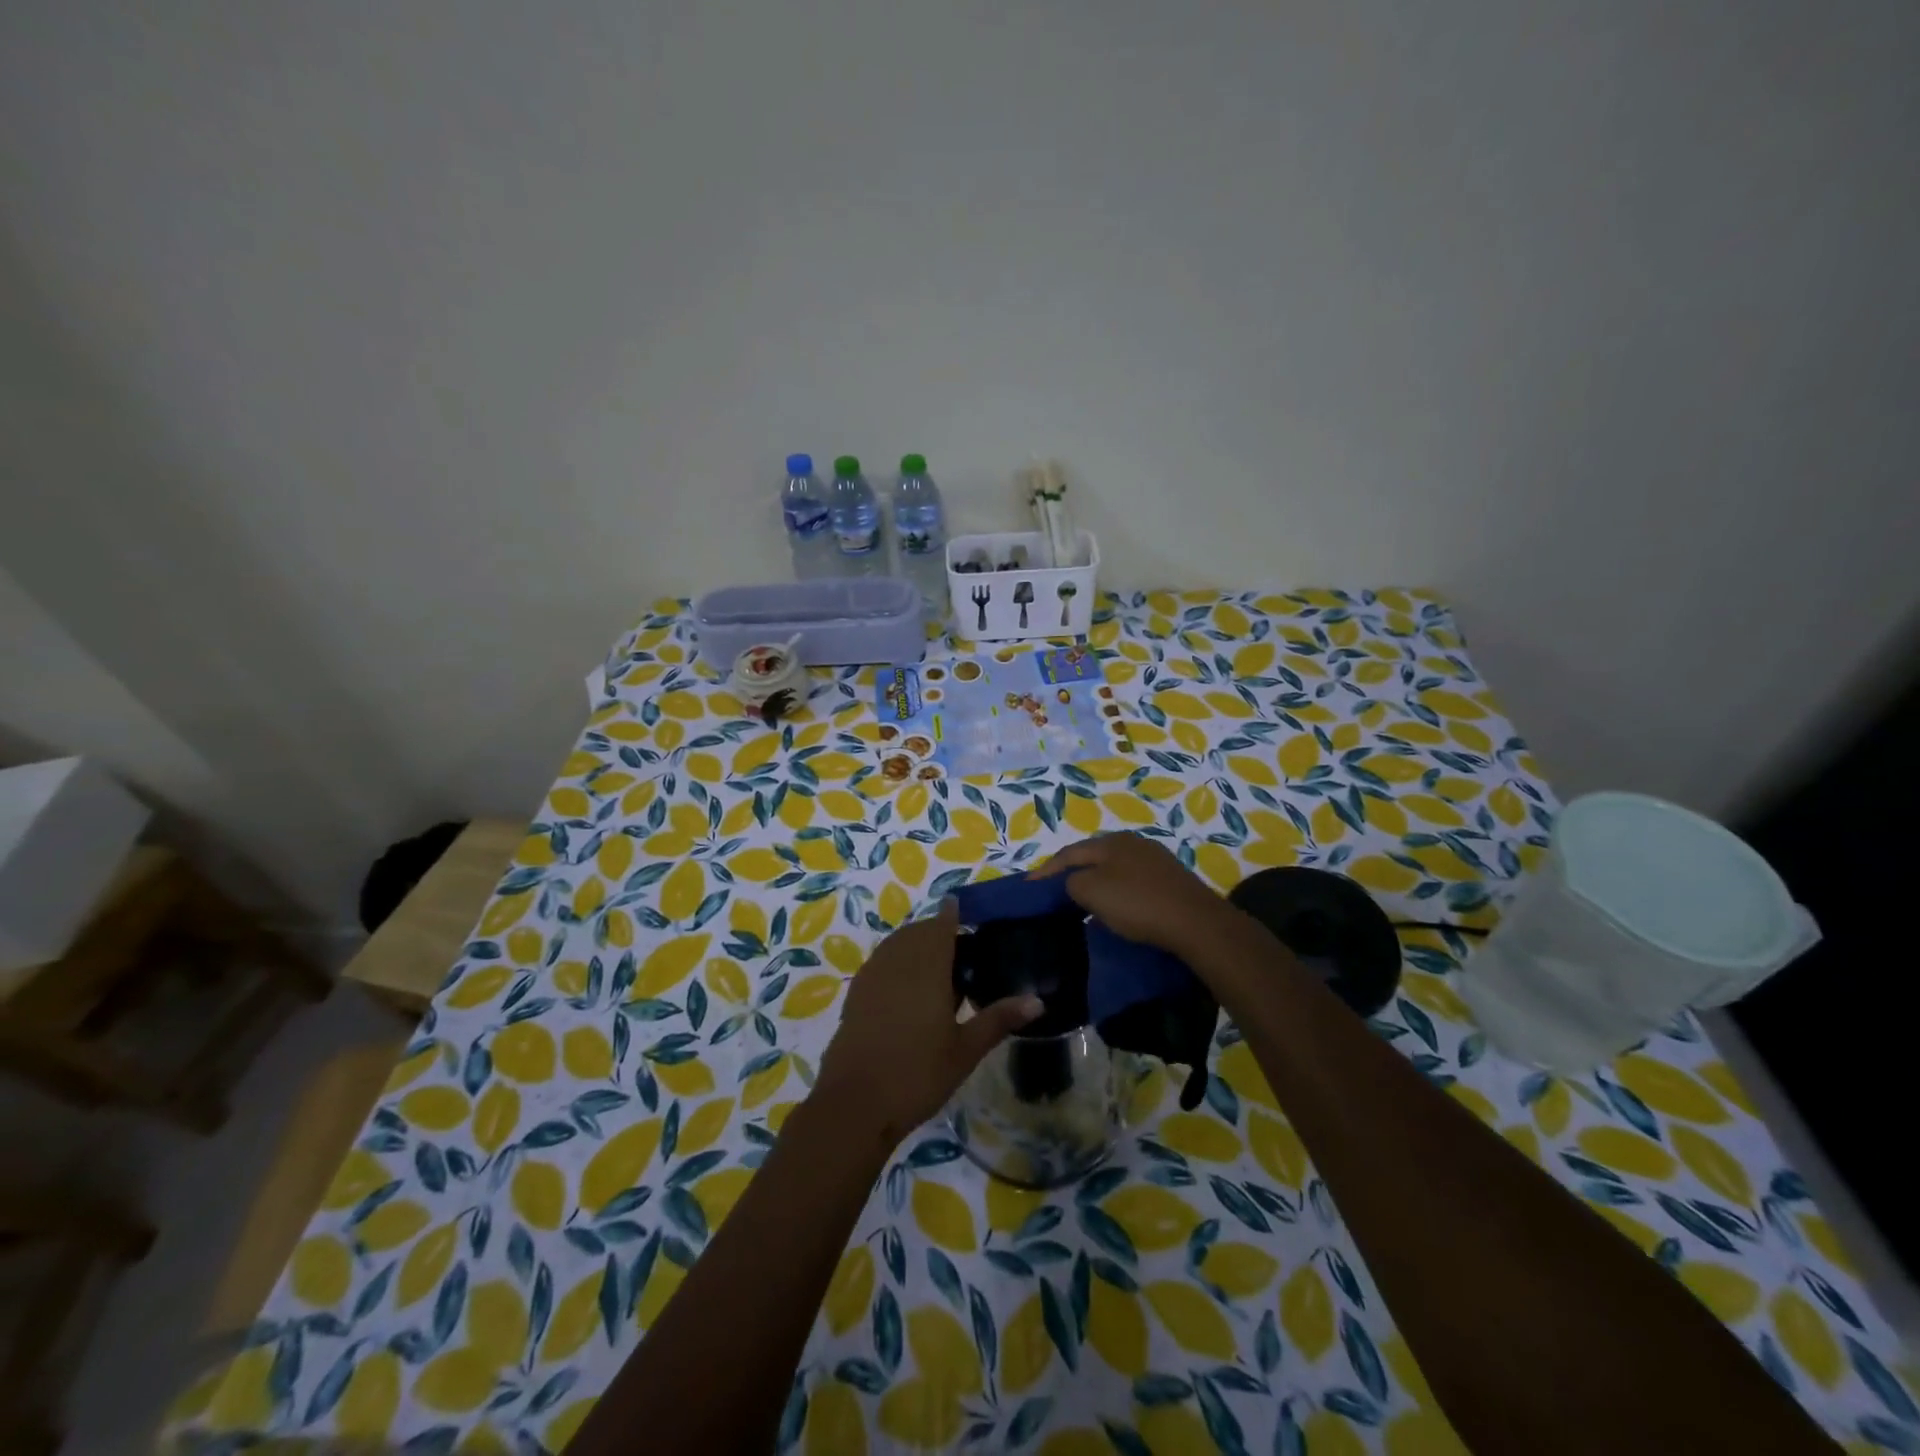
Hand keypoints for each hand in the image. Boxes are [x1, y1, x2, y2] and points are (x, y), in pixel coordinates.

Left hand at [812, 899, 1042, 1148]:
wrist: (855, 1104)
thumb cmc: (918, 1074)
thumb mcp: (965, 1050)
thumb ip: (998, 1019)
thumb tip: (1038, 1000)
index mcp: (927, 966)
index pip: (941, 924)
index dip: (953, 914)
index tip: (967, 912)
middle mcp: (897, 961)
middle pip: (918, 932)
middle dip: (937, 932)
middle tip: (961, 952)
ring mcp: (871, 976)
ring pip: (897, 945)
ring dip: (915, 946)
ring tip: (937, 970)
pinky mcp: (855, 994)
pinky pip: (880, 962)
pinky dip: (896, 962)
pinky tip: (908, 991)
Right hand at [1033, 832, 1232, 954]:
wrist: (1196, 922)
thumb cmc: (1137, 904)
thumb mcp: (1091, 891)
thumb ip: (1071, 882)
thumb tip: (1072, 883)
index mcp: (1110, 842)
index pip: (1068, 853)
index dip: (1046, 870)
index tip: (1029, 887)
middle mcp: (1132, 843)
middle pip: (1092, 857)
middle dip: (1071, 873)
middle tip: (1054, 893)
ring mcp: (1155, 860)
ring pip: (1114, 869)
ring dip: (1095, 884)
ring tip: (1082, 904)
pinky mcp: (1171, 879)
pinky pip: (1132, 882)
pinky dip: (1117, 893)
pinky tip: (1116, 909)